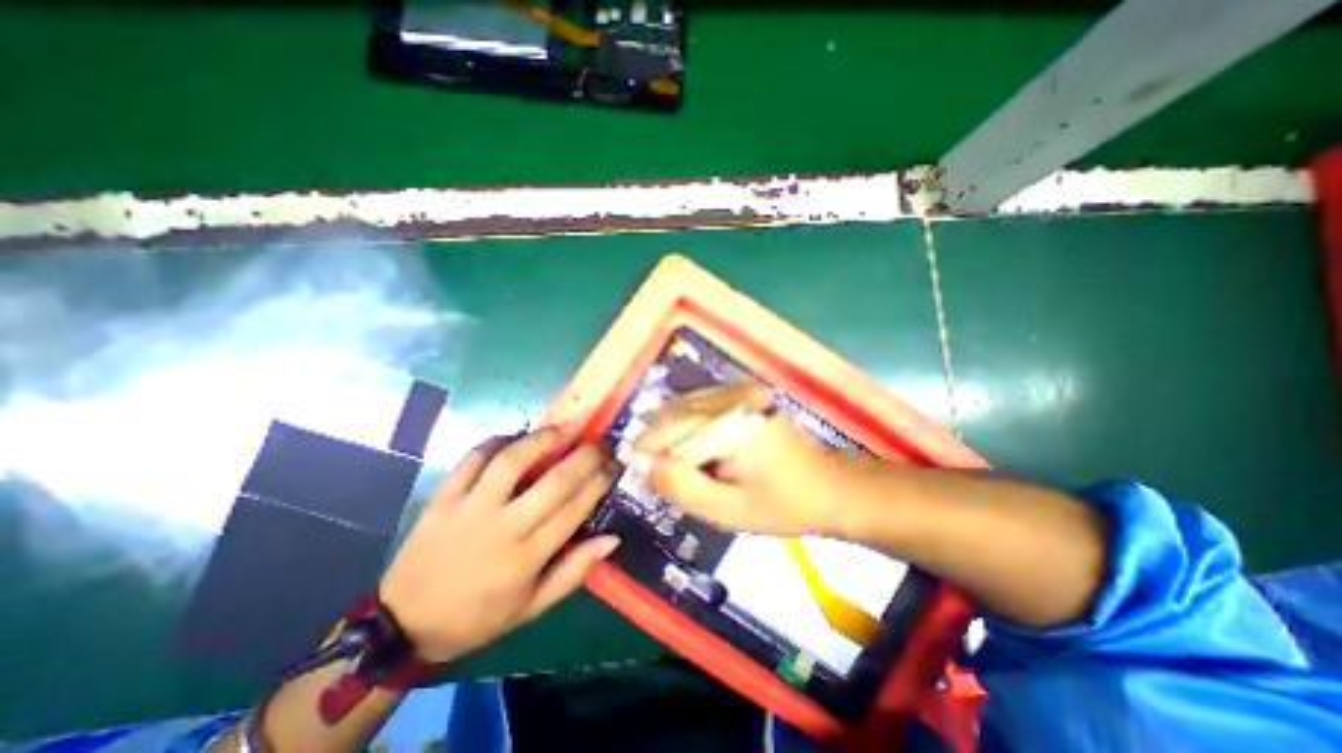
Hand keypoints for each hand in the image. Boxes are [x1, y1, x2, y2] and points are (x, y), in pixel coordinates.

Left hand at [376, 426, 616, 660]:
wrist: (403, 625)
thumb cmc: (477, 617)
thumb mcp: (532, 608)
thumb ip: (575, 572)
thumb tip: (612, 539)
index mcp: (527, 557)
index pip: (575, 508)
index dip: (600, 481)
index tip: (614, 465)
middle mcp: (503, 527)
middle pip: (554, 480)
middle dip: (585, 455)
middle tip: (600, 442)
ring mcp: (470, 508)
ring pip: (513, 461)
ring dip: (542, 439)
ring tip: (563, 428)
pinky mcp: (443, 497)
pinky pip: (473, 459)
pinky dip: (496, 442)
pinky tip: (514, 438)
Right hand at [633, 384, 847, 537]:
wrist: (831, 486)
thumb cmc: (784, 504)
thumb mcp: (730, 510)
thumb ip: (684, 487)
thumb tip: (645, 466)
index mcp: (733, 421)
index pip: (671, 427)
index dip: (648, 451)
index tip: (637, 475)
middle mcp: (733, 396)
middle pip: (674, 412)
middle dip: (657, 443)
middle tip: (653, 476)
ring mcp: (740, 392)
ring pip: (683, 406)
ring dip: (670, 434)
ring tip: (671, 466)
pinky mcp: (743, 396)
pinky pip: (699, 405)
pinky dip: (686, 426)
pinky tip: (691, 450)